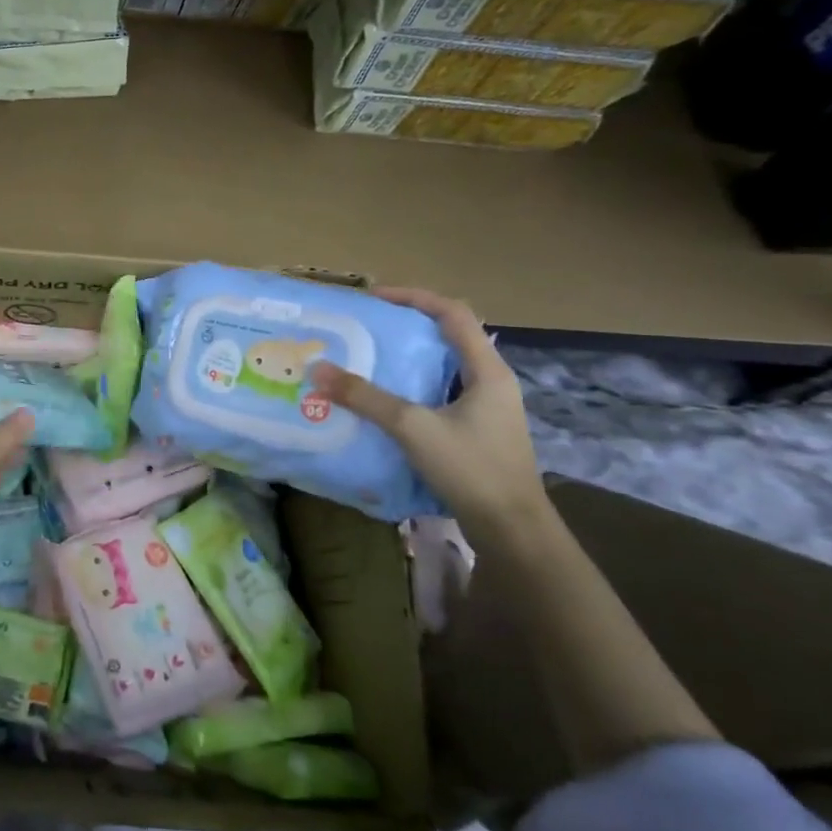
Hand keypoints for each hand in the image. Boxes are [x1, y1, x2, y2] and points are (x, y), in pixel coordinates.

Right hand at [309, 287, 545, 537]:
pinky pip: (441, 394)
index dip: (414, 298)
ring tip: (370, 359)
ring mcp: (487, 409)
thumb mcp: (413, 428)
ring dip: (409, 359)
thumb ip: (366, 398)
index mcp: (488, 370)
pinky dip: (413, 388)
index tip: (375, 298)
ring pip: (444, 368)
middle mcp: (492, 382)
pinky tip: (386, 403)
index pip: (453, 313)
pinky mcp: (478, 432)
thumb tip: (318, 370)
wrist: (513, 533)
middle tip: (367, 328)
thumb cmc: (472, 469)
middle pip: (449, 337)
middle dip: (407, 327)